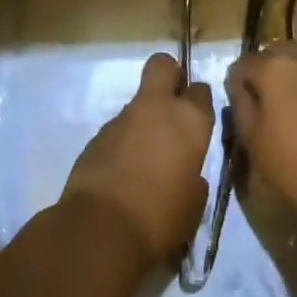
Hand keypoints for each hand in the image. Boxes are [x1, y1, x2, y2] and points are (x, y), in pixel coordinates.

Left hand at [62, 53, 214, 267]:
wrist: (101, 231)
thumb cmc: (161, 218)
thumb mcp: (194, 203)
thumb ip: (194, 177)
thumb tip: (187, 173)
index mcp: (190, 120)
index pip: (201, 90)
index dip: (198, 102)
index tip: (197, 120)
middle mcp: (157, 108)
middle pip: (163, 65)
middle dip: (169, 75)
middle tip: (171, 104)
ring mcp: (122, 119)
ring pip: (138, 103)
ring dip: (143, 121)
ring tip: (144, 160)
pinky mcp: (95, 136)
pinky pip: (117, 131)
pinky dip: (122, 144)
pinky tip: (122, 174)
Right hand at [227, 42, 296, 234]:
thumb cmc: (294, 165)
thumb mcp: (252, 139)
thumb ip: (240, 103)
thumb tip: (238, 85)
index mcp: (274, 66)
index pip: (244, 63)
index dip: (238, 83)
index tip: (240, 105)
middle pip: (276, 53)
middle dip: (266, 72)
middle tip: (265, 104)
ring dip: (292, 77)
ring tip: (291, 109)